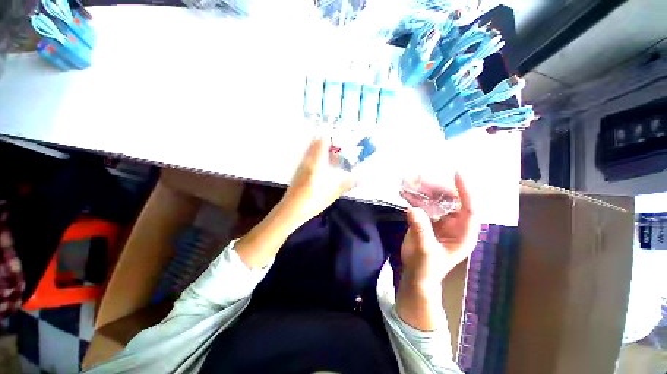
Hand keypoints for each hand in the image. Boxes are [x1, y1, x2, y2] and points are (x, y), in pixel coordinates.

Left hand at [281, 137, 356, 225]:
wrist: (290, 210)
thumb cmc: (312, 202)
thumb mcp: (331, 195)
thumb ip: (345, 185)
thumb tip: (359, 180)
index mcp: (316, 164)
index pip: (321, 144)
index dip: (329, 138)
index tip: (338, 138)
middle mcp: (307, 161)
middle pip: (314, 144)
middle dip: (326, 142)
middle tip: (336, 147)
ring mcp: (300, 166)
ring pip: (310, 151)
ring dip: (320, 149)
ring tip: (330, 155)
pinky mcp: (297, 171)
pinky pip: (307, 158)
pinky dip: (314, 156)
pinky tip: (321, 166)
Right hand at [399, 174, 478, 287]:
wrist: (416, 273)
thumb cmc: (426, 267)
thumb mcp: (425, 250)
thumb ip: (421, 230)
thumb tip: (413, 210)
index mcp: (463, 233)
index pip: (470, 208)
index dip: (465, 190)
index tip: (457, 174)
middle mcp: (454, 223)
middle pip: (449, 199)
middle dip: (435, 187)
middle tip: (418, 179)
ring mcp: (441, 220)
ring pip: (435, 199)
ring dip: (422, 189)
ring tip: (408, 181)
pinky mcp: (428, 219)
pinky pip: (423, 204)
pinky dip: (414, 197)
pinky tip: (404, 191)